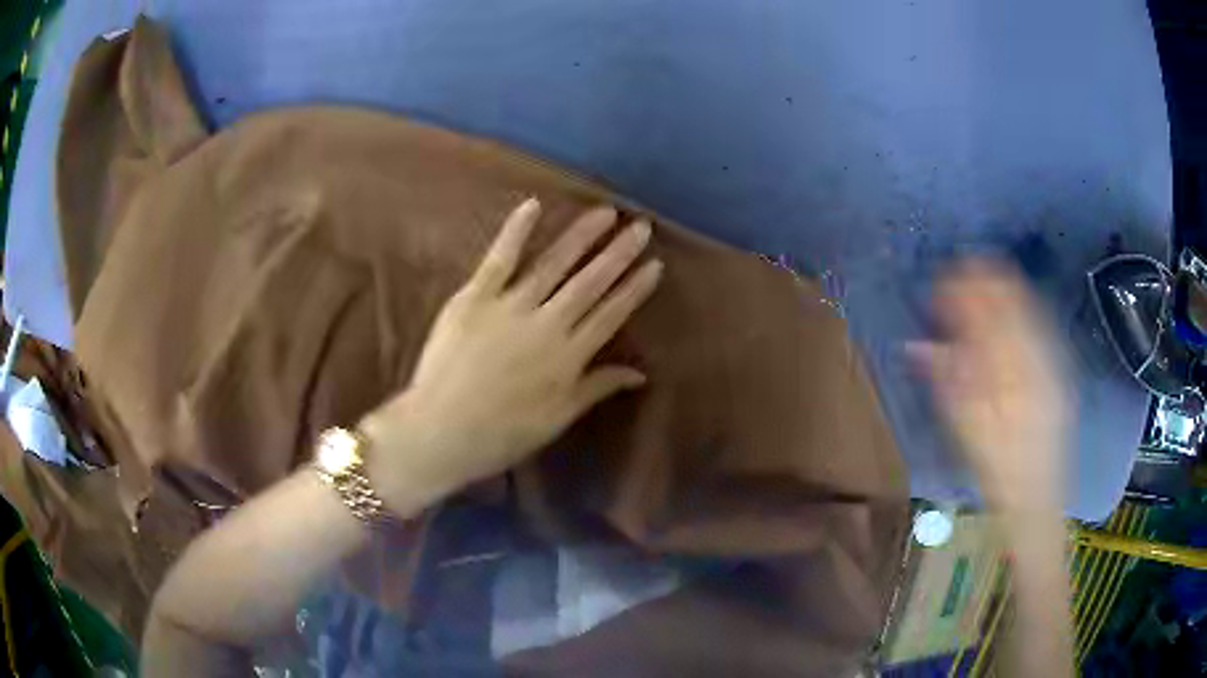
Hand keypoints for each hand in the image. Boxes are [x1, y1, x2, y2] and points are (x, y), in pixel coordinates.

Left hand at [361, 199, 662, 515]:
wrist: (441, 431)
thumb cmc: (501, 434)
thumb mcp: (557, 419)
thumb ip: (596, 388)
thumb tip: (640, 373)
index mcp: (568, 357)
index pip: (611, 315)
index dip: (634, 289)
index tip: (655, 264)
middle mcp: (546, 325)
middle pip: (589, 283)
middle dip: (618, 254)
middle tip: (641, 226)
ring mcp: (509, 307)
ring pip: (553, 264)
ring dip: (581, 236)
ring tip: (606, 212)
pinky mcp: (474, 298)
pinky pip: (499, 259)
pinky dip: (516, 231)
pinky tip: (534, 205)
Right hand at [910, 259, 1070, 510]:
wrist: (1038, 497)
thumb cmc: (998, 469)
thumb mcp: (969, 430)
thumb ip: (948, 382)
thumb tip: (916, 347)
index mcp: (1014, 371)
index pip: (987, 312)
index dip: (962, 290)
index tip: (939, 283)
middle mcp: (1037, 356)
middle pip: (1010, 300)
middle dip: (982, 283)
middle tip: (955, 278)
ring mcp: (1052, 361)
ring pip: (1027, 307)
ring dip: (1001, 290)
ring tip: (977, 283)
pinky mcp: (1058, 370)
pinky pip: (1039, 325)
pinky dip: (1019, 310)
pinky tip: (1007, 309)